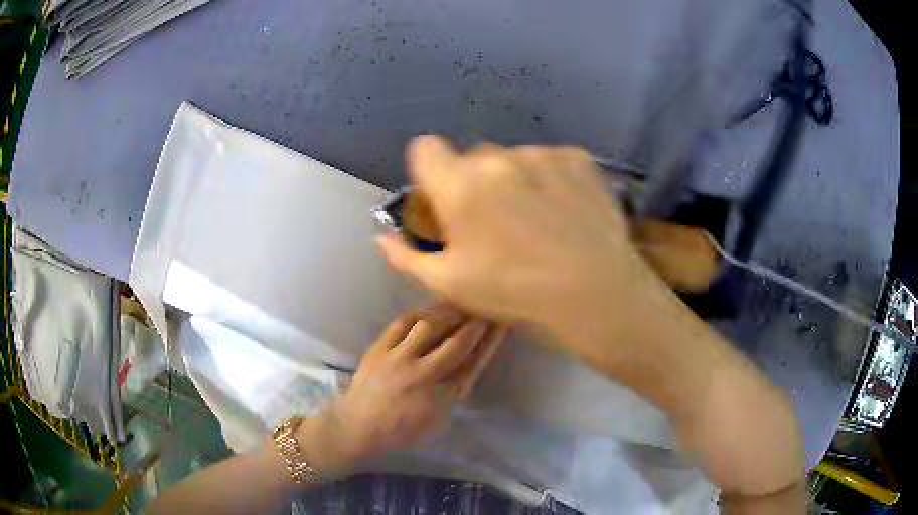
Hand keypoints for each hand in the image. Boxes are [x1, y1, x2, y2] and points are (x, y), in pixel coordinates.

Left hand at [318, 304, 505, 462]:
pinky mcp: (380, 348)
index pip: (473, 363)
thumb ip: (454, 392)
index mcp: (442, 396)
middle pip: (457, 342)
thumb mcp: (437, 419)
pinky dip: (419, 312)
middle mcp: (424, 374)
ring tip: (459, 302)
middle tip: (484, 307)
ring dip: (449, 312)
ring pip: (430, 326)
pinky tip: (429, 307)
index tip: (499, 324)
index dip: (489, 341)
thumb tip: (467, 364)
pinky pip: (402, 322)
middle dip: (475, 322)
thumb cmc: (401, 430)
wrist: (358, 426)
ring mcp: (400, 358)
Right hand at [377, 136, 653, 336]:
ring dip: (514, 180)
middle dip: (475, 182)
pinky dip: (549, 178)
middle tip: (496, 221)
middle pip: (472, 157)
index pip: (424, 148)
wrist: (595, 291)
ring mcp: (541, 154)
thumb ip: (407, 257)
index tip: (444, 197)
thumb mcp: (451, 284)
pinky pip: (549, 160)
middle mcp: (497, 159)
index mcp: (460, 186)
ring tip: (537, 220)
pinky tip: (563, 211)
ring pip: (513, 159)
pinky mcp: (577, 158)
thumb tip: (381, 237)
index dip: (430, 170)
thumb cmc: (516, 292)